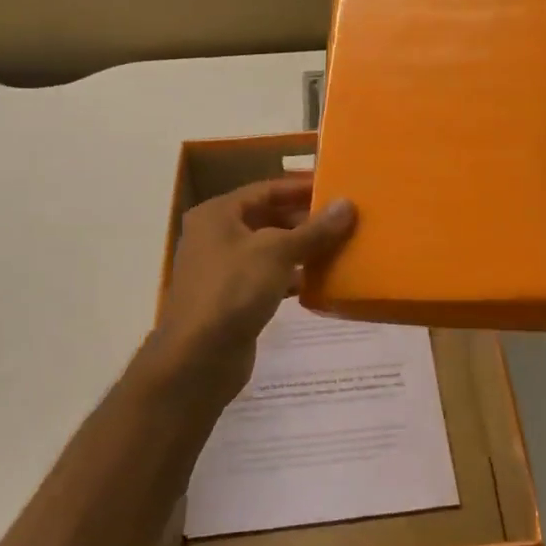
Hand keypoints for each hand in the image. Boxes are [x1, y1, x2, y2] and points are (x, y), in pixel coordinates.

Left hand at [148, 176, 356, 407]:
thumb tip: (347, 205)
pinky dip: (292, 277)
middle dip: (304, 220)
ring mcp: (222, 270)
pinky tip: (320, 282)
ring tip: (340, 246)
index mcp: (217, 214)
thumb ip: (314, 229)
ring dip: (301, 249)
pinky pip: (267, 278)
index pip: (266, 190)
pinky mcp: (232, 300)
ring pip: (269, 250)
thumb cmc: (233, 290)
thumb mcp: (277, 252)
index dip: (301, 187)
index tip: (336, 187)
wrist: (198, 358)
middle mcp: (215, 236)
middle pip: (267, 219)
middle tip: (344, 219)